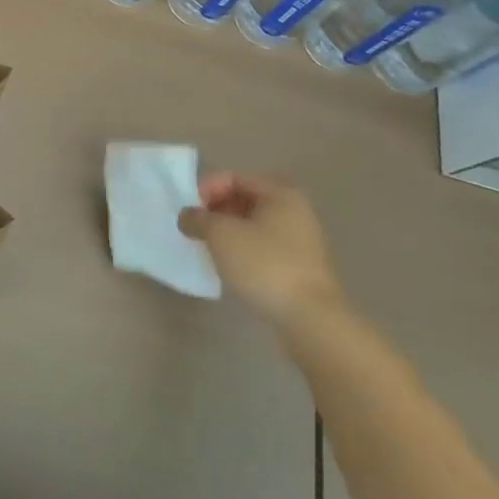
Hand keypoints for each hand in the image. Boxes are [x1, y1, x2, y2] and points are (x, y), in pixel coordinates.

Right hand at [179, 173, 345, 328]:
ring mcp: (301, 242)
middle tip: (196, 229)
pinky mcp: (300, 269)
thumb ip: (198, 219)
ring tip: (208, 249)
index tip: (189, 211)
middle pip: (245, 200)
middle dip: (216, 211)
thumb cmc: (265, 265)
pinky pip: (264, 249)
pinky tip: (229, 268)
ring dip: (228, 233)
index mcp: (280, 194)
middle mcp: (295, 211)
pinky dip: (243, 252)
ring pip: (254, 226)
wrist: (311, 321)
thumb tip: (187, 216)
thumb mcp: (221, 235)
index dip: (207, 189)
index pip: (235, 178)